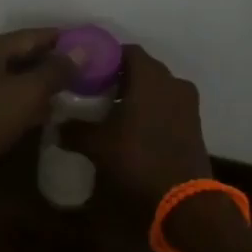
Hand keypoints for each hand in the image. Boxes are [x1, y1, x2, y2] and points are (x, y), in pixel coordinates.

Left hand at [0, 28, 80, 176]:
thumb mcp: (27, 93)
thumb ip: (55, 71)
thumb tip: (81, 50)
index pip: (31, 35)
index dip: (60, 39)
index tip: (85, 44)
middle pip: (17, 55)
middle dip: (48, 62)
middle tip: (78, 71)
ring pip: (7, 77)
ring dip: (34, 84)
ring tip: (62, 93)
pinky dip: (18, 100)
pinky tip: (36, 114)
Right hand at [59, 45, 210, 205]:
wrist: (184, 200)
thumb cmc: (138, 159)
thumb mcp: (98, 145)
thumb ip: (76, 130)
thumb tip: (57, 126)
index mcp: (150, 77)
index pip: (127, 51)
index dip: (106, 57)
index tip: (88, 70)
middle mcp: (173, 82)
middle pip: (143, 68)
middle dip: (121, 76)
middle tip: (96, 90)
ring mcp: (188, 103)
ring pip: (158, 87)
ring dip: (138, 94)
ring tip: (112, 109)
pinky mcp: (194, 124)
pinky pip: (169, 105)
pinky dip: (152, 109)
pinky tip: (134, 127)